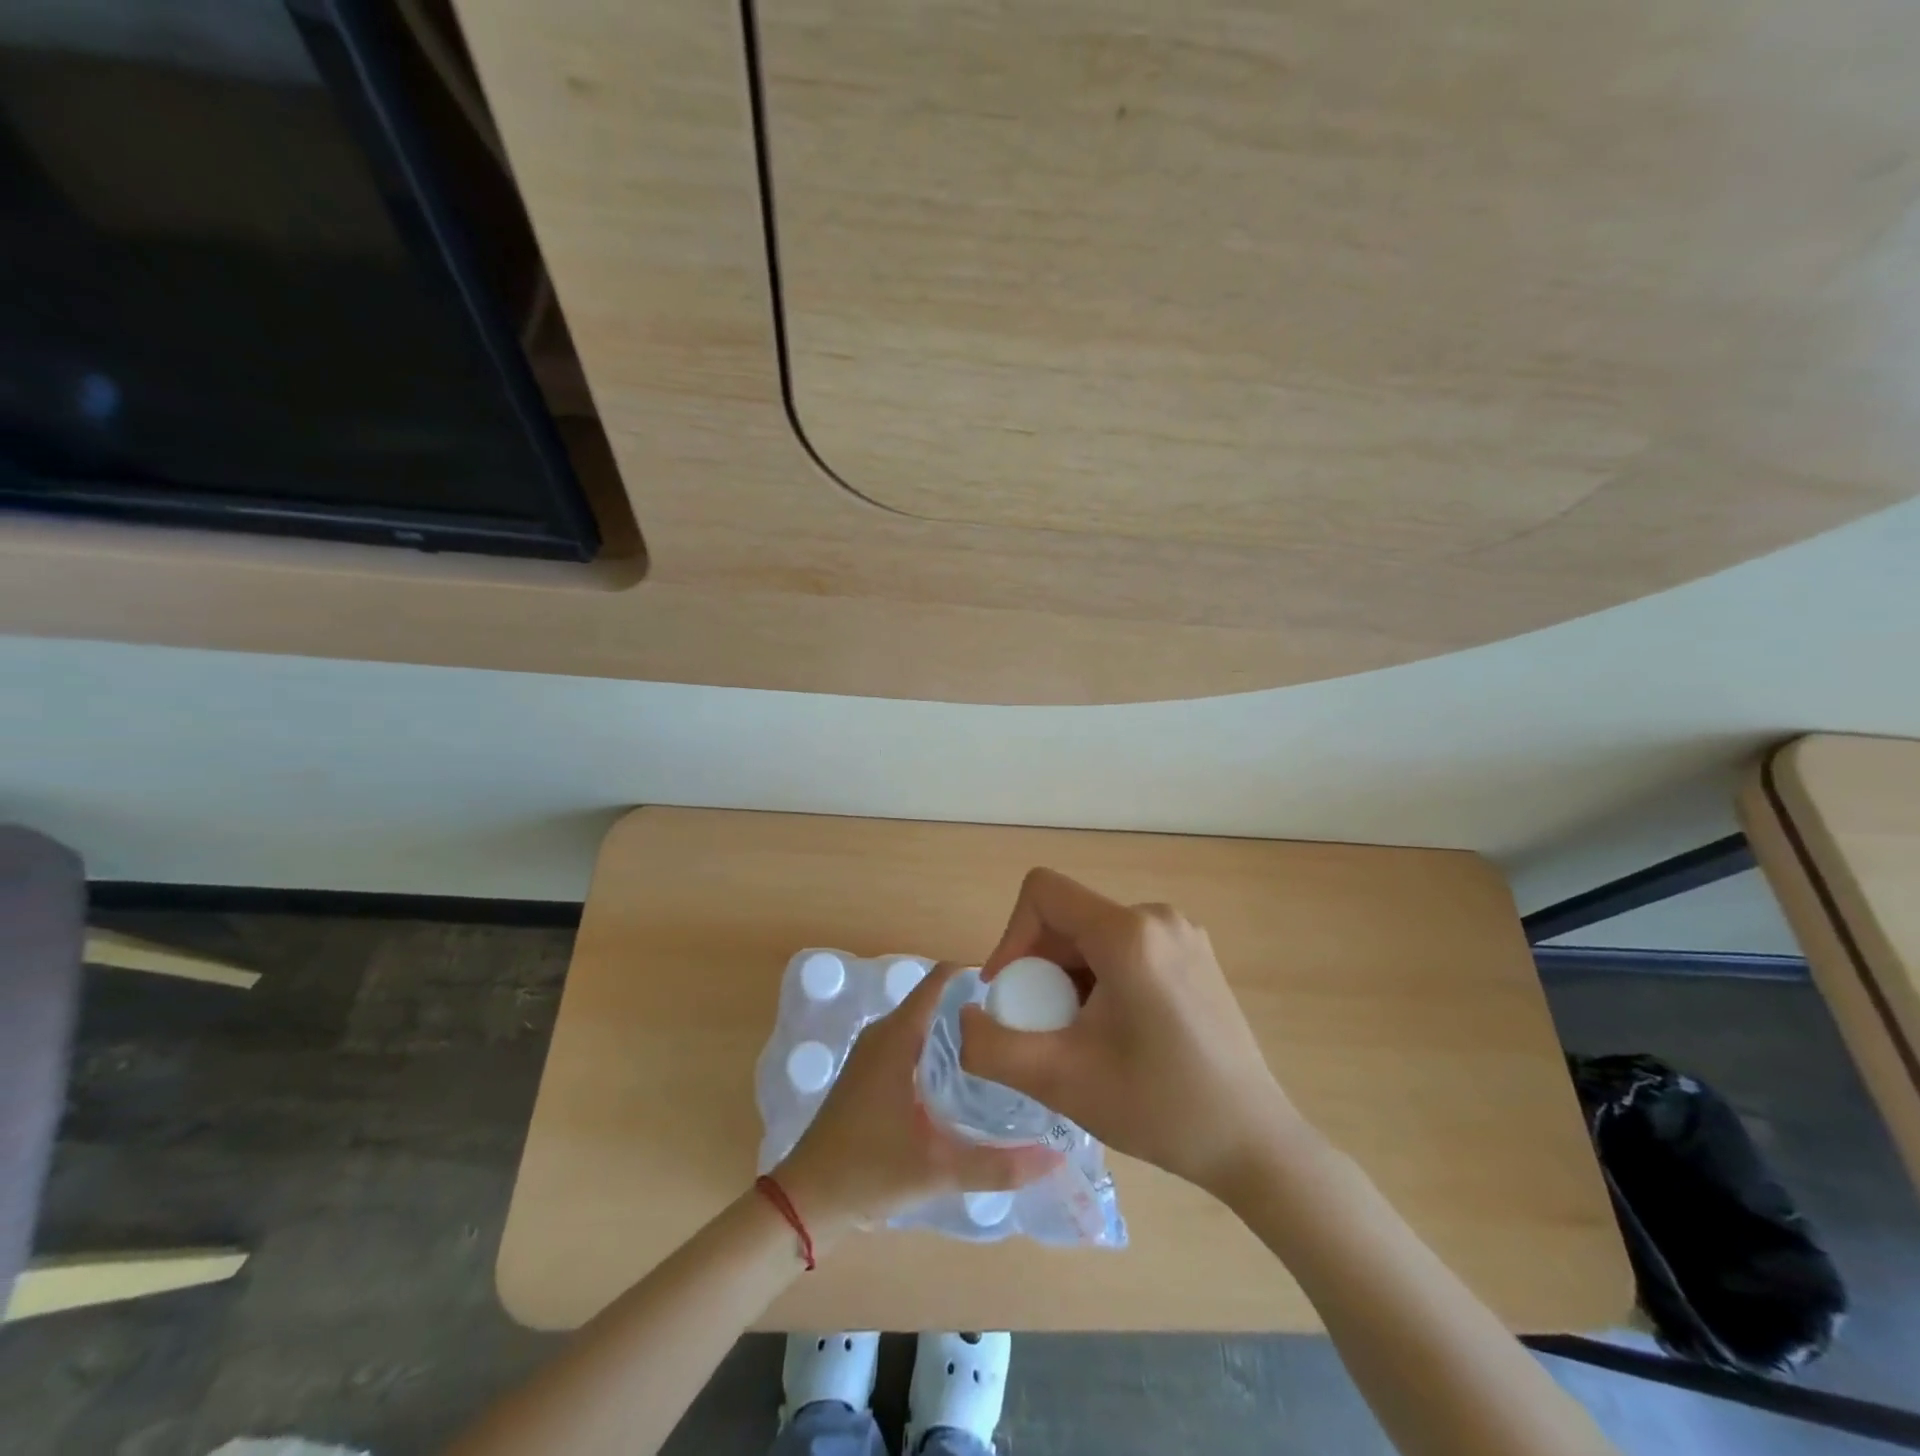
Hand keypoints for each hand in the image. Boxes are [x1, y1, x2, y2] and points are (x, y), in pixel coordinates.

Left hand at [775, 961, 1061, 1242]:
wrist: (806, 1201)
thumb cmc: (868, 1172)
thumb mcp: (938, 1169)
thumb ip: (998, 1165)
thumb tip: (1056, 1157)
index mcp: (896, 1037)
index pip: (940, 981)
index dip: (976, 977)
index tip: (1016, 991)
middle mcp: (883, 1033)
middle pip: (936, 1002)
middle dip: (975, 1008)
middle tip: (1020, 1026)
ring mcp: (873, 1052)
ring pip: (924, 1024)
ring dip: (957, 1031)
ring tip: (1002, 1049)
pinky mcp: (869, 1073)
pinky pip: (912, 1043)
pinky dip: (939, 1049)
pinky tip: (965, 1079)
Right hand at [959, 868, 1303, 1195]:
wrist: (1253, 1143)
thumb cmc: (1158, 1107)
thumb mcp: (1060, 1080)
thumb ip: (992, 1047)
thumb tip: (964, 1018)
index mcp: (1128, 933)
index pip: (1042, 892)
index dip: (1011, 936)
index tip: (1012, 993)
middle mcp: (1157, 916)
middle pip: (1068, 916)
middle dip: (1041, 965)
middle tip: (1044, 1026)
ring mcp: (1182, 932)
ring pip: (1094, 933)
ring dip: (1069, 975)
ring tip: (1080, 1034)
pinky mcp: (1195, 953)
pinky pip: (1125, 945)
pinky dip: (1101, 976)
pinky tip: (1116, 1030)